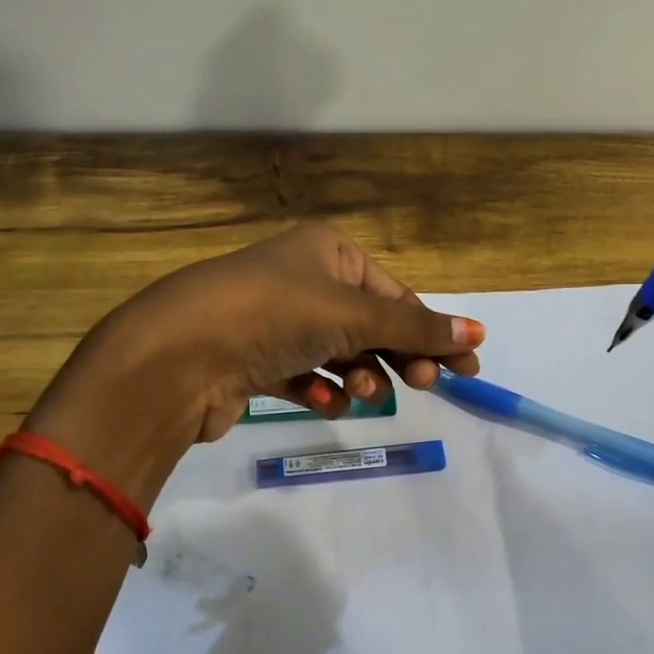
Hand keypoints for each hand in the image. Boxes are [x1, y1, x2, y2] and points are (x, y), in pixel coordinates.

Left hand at [40, 224, 483, 459]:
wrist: (176, 356)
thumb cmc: (273, 314)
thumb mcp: (351, 314)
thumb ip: (414, 327)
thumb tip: (477, 332)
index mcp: (326, 251)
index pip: (394, 292)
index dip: (432, 329)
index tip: (468, 370)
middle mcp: (301, 278)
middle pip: (369, 322)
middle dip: (399, 354)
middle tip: (425, 385)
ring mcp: (273, 319)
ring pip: (337, 351)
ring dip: (359, 373)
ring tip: (365, 392)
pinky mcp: (252, 359)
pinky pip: (301, 374)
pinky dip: (320, 389)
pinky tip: (328, 402)